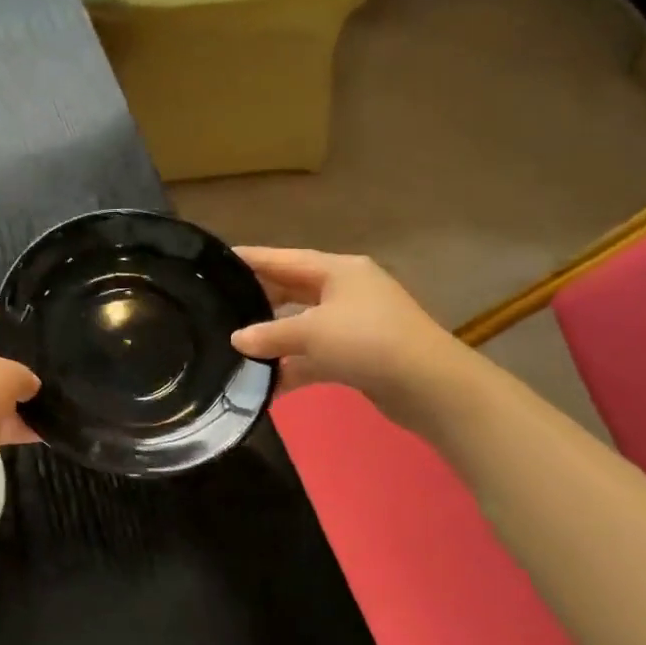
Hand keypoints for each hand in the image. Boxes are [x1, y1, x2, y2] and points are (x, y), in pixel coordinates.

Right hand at [229, 249, 469, 423]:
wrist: (429, 386)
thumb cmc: (367, 340)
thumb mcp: (311, 332)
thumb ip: (269, 334)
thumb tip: (236, 339)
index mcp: (337, 270)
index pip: (283, 259)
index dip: (250, 259)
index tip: (216, 261)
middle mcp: (345, 291)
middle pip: (291, 290)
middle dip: (257, 300)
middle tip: (218, 306)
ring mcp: (352, 324)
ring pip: (301, 326)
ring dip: (273, 339)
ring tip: (234, 347)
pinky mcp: (356, 355)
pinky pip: (314, 356)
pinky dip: (292, 367)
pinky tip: (265, 383)